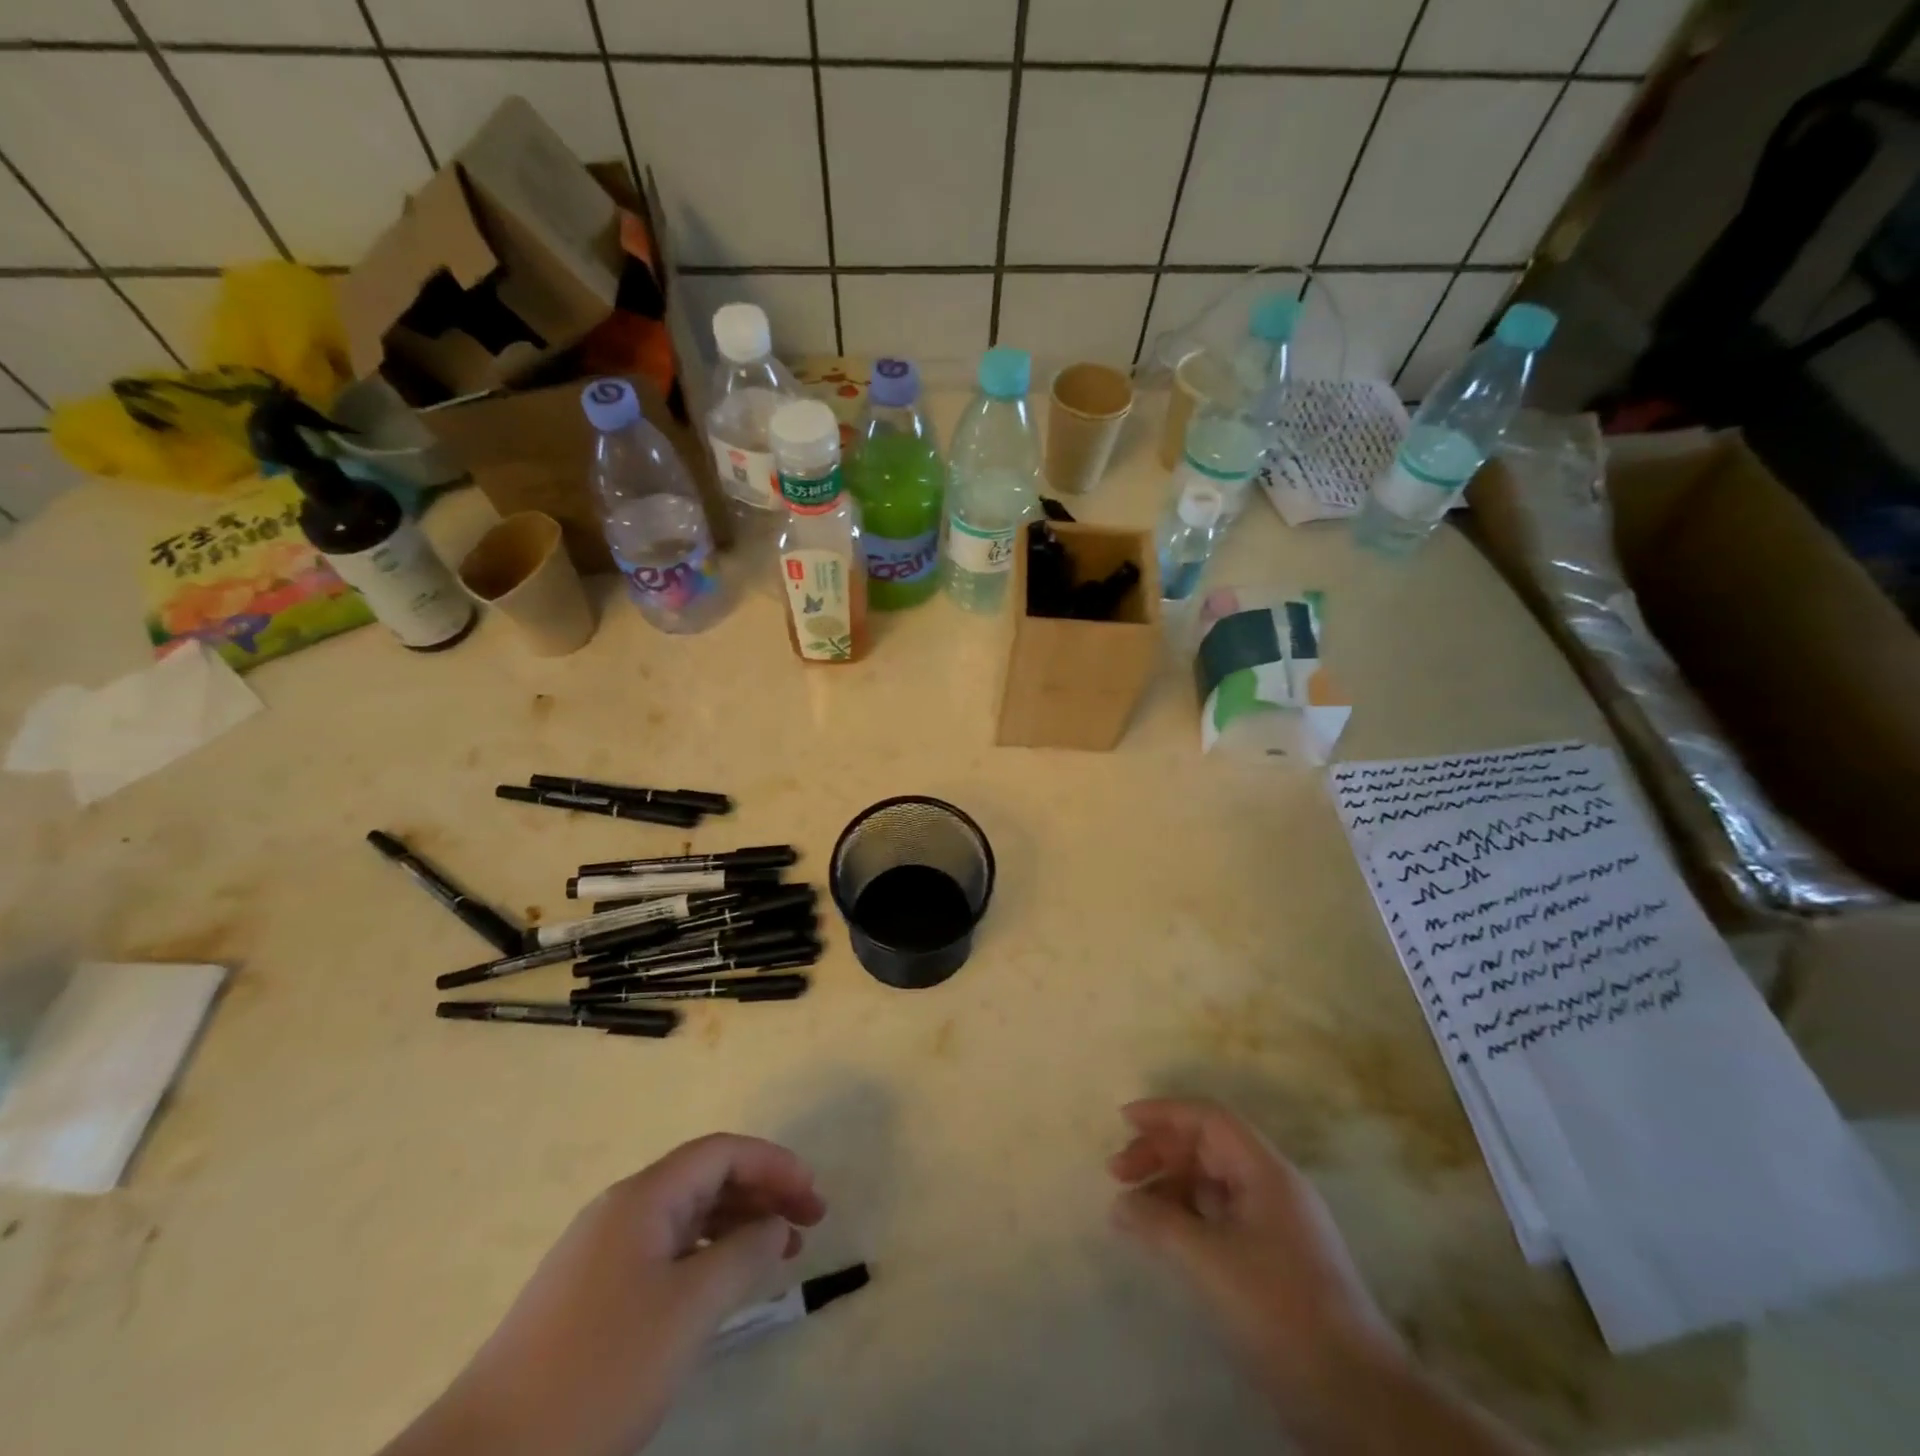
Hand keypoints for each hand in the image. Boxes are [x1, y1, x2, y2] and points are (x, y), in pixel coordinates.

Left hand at [382, 1134, 824, 1455]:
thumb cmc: (597, 1373)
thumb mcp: (687, 1312)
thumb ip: (742, 1256)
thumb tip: (776, 1225)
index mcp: (643, 1198)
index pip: (722, 1152)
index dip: (774, 1164)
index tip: (813, 1196)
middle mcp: (622, 1211)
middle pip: (706, 1178)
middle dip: (763, 1192)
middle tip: (810, 1224)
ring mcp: (601, 1254)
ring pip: (688, 1217)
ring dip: (739, 1225)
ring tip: (780, 1255)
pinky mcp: (590, 1296)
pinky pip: (666, 1253)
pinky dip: (707, 1257)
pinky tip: (725, 1287)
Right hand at [1108, 1100, 1404, 1425]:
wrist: (1356, 1399)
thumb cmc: (1280, 1311)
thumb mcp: (1209, 1262)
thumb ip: (1159, 1223)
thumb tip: (1122, 1203)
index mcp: (1265, 1171)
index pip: (1209, 1118)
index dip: (1164, 1113)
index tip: (1123, 1121)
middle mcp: (1273, 1187)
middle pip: (1209, 1147)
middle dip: (1161, 1152)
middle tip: (1118, 1173)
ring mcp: (1278, 1225)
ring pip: (1214, 1183)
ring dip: (1171, 1186)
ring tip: (1133, 1211)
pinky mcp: (1277, 1260)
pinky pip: (1222, 1216)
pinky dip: (1188, 1217)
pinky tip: (1165, 1238)